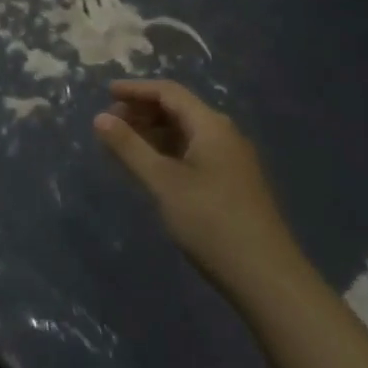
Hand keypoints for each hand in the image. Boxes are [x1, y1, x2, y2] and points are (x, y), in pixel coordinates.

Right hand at [94, 80, 305, 287]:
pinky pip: (194, 152)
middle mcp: (224, 135)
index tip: (105, 92)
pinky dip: (168, 152)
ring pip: (186, 133)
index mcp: (211, 126)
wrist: (267, 279)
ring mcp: (231, 160)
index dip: (136, 89)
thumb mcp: (163, 183)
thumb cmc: (211, 222)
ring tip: (124, 145)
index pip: (169, 92)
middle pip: (179, 109)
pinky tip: (151, 169)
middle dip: (143, 111)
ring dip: (154, 133)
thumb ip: (129, 147)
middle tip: (110, 123)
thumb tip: (99, 117)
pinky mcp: (233, 183)